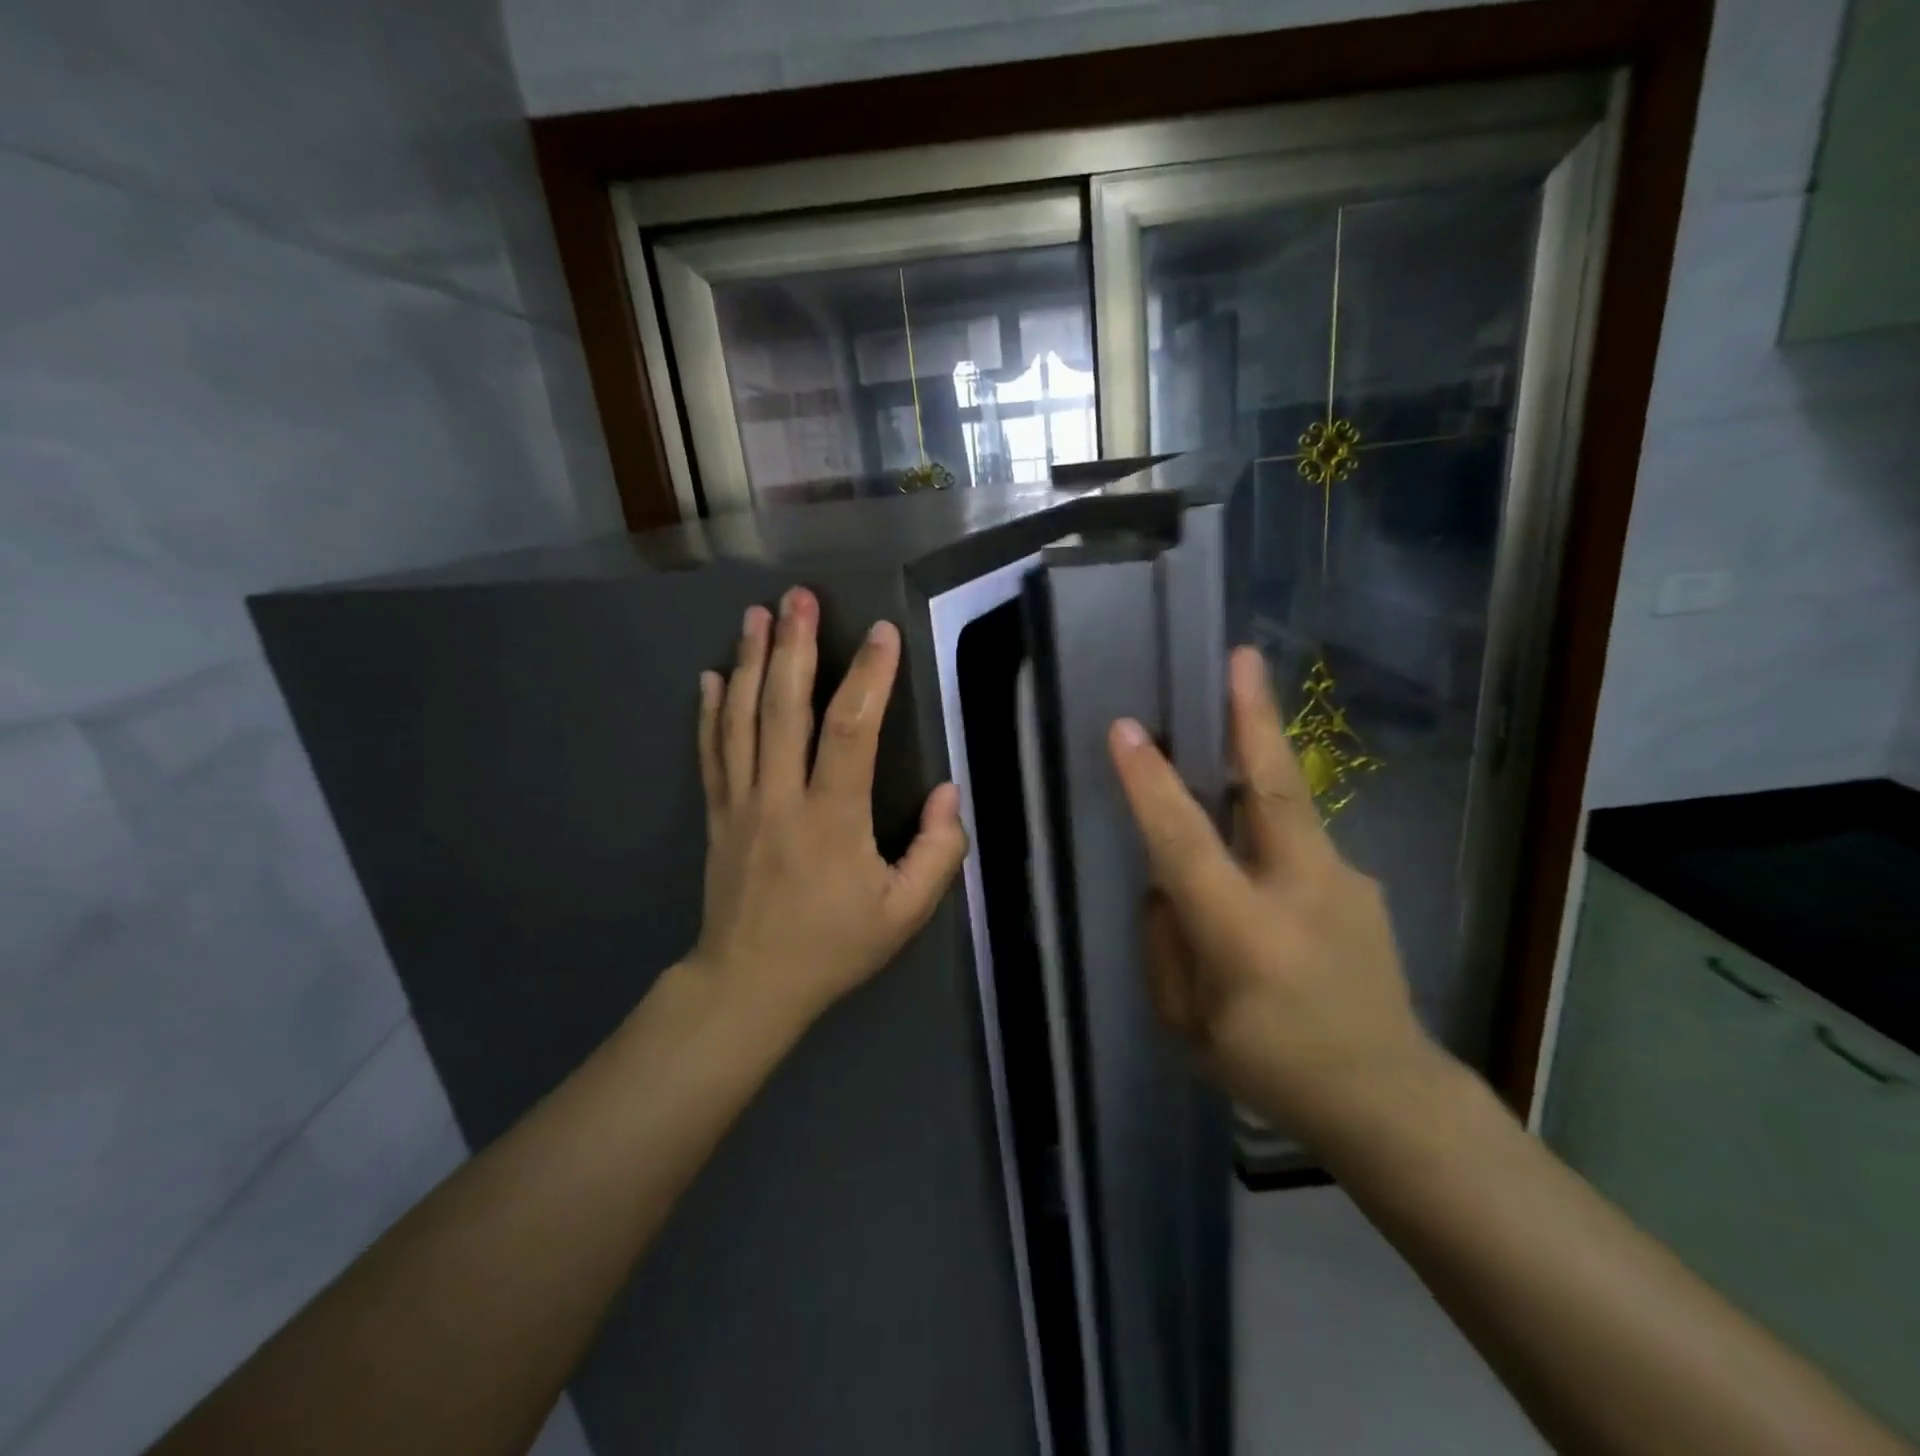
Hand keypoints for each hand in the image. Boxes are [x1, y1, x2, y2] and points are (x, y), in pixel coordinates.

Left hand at [689, 586, 967, 1024]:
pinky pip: (711, 751)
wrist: (749, 984)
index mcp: (832, 818)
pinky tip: (710, 676)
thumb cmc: (833, 946)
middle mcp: (780, 797)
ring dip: (748, 661)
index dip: (868, 677)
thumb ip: (939, 854)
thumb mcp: (905, 914)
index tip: (881, 633)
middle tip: (797, 596)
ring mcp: (740, 802)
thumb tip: (949, 794)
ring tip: (755, 615)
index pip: (851, 731)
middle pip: (783, 707)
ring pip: (741, 719)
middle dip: (793, 646)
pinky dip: (710, 710)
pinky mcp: (716, 813)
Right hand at [1107, 646, 1437, 1138]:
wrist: (1392, 1100)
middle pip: (1270, 788)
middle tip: (1241, 657)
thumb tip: (1165, 883)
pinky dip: (1268, 826)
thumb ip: (1166, 945)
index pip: (1187, 844)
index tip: (1125, 731)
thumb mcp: (1188, 1025)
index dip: (1153, 785)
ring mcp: (1343, 883)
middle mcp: (1300, 892)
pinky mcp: (1362, 884)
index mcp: (1246, 935)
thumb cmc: (1273, 1071)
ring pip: (1289, 802)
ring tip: (1241, 703)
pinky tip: (1258, 850)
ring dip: (1259, 750)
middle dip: (1252, 717)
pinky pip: (1299, 841)